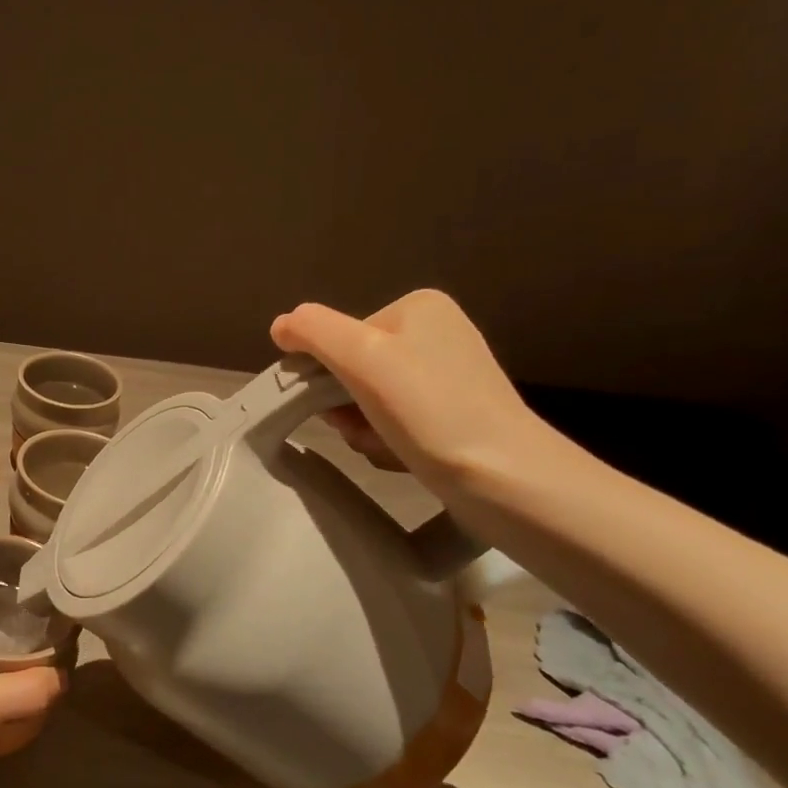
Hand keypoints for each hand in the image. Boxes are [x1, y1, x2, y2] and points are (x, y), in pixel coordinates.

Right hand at [270, 290, 548, 494]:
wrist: (506, 479)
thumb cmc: (430, 410)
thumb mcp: (360, 356)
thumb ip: (313, 330)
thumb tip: (281, 325)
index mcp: (418, 308)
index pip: (339, 338)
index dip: (326, 375)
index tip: (336, 408)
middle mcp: (436, 334)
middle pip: (353, 369)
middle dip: (346, 407)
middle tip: (359, 431)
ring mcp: (448, 376)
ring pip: (370, 400)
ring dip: (364, 428)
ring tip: (385, 447)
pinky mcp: (454, 415)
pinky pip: (395, 421)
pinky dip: (388, 441)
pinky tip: (402, 457)